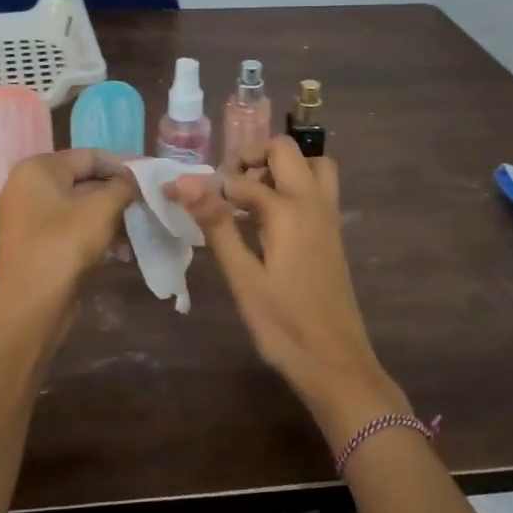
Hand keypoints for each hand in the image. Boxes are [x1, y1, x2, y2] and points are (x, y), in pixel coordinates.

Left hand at [0, 150, 137, 313]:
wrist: (30, 306)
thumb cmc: (64, 245)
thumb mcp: (101, 209)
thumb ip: (124, 186)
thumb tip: (138, 178)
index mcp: (37, 169)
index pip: (89, 156)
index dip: (124, 164)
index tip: (152, 174)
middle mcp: (27, 187)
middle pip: (84, 181)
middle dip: (119, 194)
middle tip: (151, 202)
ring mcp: (28, 218)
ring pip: (79, 209)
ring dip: (112, 218)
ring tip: (141, 229)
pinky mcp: (35, 245)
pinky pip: (71, 230)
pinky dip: (96, 235)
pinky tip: (123, 251)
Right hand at [170, 137, 407, 440]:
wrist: (335, 362)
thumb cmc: (283, 325)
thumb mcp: (243, 277)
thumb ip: (217, 225)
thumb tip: (186, 183)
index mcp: (289, 211)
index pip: (240, 179)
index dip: (205, 183)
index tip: (177, 192)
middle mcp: (313, 203)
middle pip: (286, 150)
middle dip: (251, 156)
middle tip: (224, 185)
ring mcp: (328, 216)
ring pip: (312, 165)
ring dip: (281, 167)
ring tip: (250, 194)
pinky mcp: (333, 233)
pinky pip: (317, 188)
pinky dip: (294, 184)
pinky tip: (269, 217)